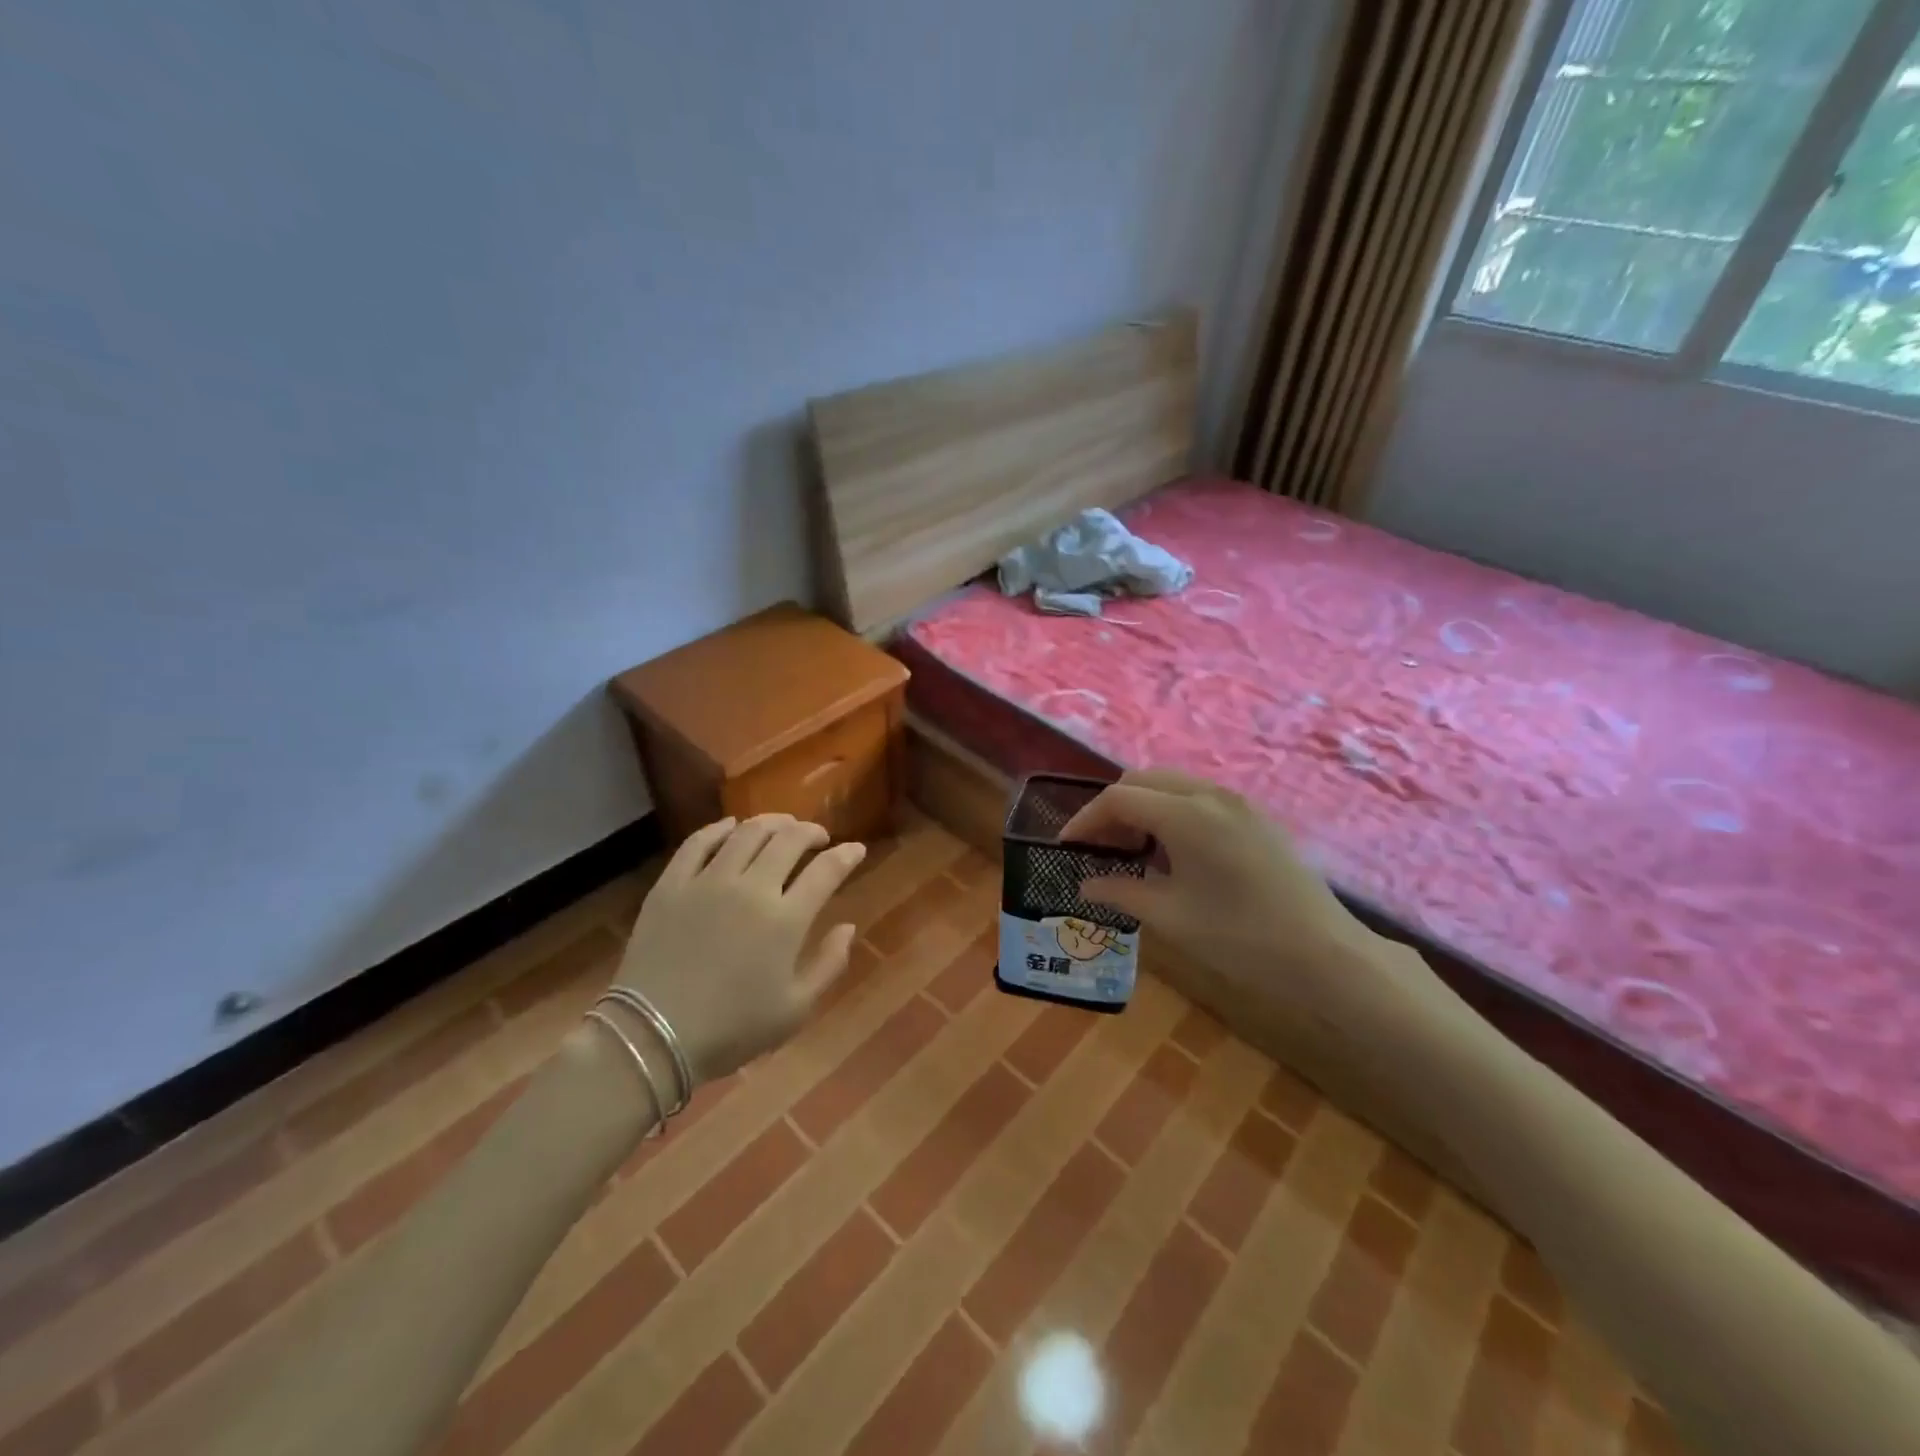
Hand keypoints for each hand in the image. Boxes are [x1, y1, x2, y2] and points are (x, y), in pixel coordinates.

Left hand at [611, 814, 864, 1086]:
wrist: (651, 1038)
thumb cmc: (731, 1030)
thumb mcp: (795, 1010)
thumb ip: (829, 964)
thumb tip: (848, 926)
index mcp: (785, 920)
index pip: (826, 871)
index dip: (846, 855)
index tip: (856, 849)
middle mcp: (751, 888)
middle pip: (789, 840)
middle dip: (811, 831)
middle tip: (818, 836)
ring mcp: (708, 881)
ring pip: (747, 832)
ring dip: (772, 822)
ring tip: (782, 826)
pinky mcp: (671, 884)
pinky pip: (698, 842)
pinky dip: (720, 828)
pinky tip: (731, 828)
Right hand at [1062, 770, 1445, 1030]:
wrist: (1325, 954)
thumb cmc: (1239, 937)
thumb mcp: (1170, 917)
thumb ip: (1120, 892)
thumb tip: (1084, 885)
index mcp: (1186, 814)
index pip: (1119, 798)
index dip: (1085, 819)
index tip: (1066, 846)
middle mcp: (1210, 794)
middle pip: (1143, 780)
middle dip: (1112, 807)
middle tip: (1097, 846)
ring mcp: (1238, 802)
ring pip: (1172, 784)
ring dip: (1142, 806)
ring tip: (1129, 848)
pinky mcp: (1255, 817)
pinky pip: (1198, 797)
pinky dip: (1170, 811)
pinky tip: (1171, 850)